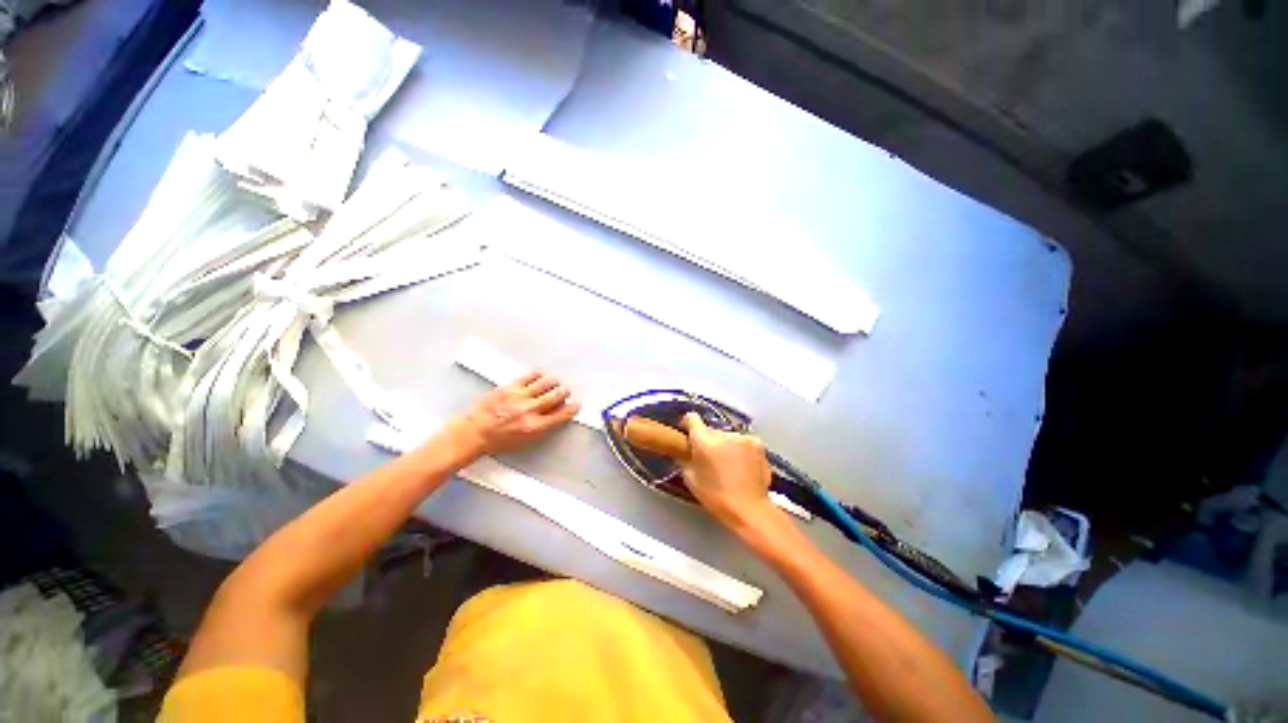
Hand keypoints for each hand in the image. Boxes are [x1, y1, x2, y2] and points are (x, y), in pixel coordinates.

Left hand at [447, 371, 580, 456]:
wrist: (473, 433)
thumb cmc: (499, 440)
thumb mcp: (526, 440)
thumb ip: (545, 426)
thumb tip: (559, 412)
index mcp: (535, 427)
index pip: (562, 414)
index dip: (573, 407)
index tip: (576, 404)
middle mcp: (530, 410)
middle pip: (557, 395)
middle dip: (565, 392)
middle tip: (565, 392)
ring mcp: (520, 396)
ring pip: (547, 382)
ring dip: (554, 382)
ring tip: (554, 384)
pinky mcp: (510, 386)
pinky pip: (531, 376)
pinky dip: (540, 375)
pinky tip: (541, 377)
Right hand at [678, 412, 776, 530]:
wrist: (749, 508)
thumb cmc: (716, 497)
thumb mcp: (690, 479)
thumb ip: (684, 459)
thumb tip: (684, 451)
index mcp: (704, 440)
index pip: (692, 418)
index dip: (688, 424)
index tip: (688, 433)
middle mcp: (723, 434)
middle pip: (711, 430)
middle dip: (708, 441)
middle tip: (709, 458)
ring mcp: (742, 437)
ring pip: (727, 436)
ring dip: (725, 445)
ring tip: (727, 464)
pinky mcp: (757, 443)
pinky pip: (742, 441)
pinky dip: (740, 449)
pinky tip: (741, 465)